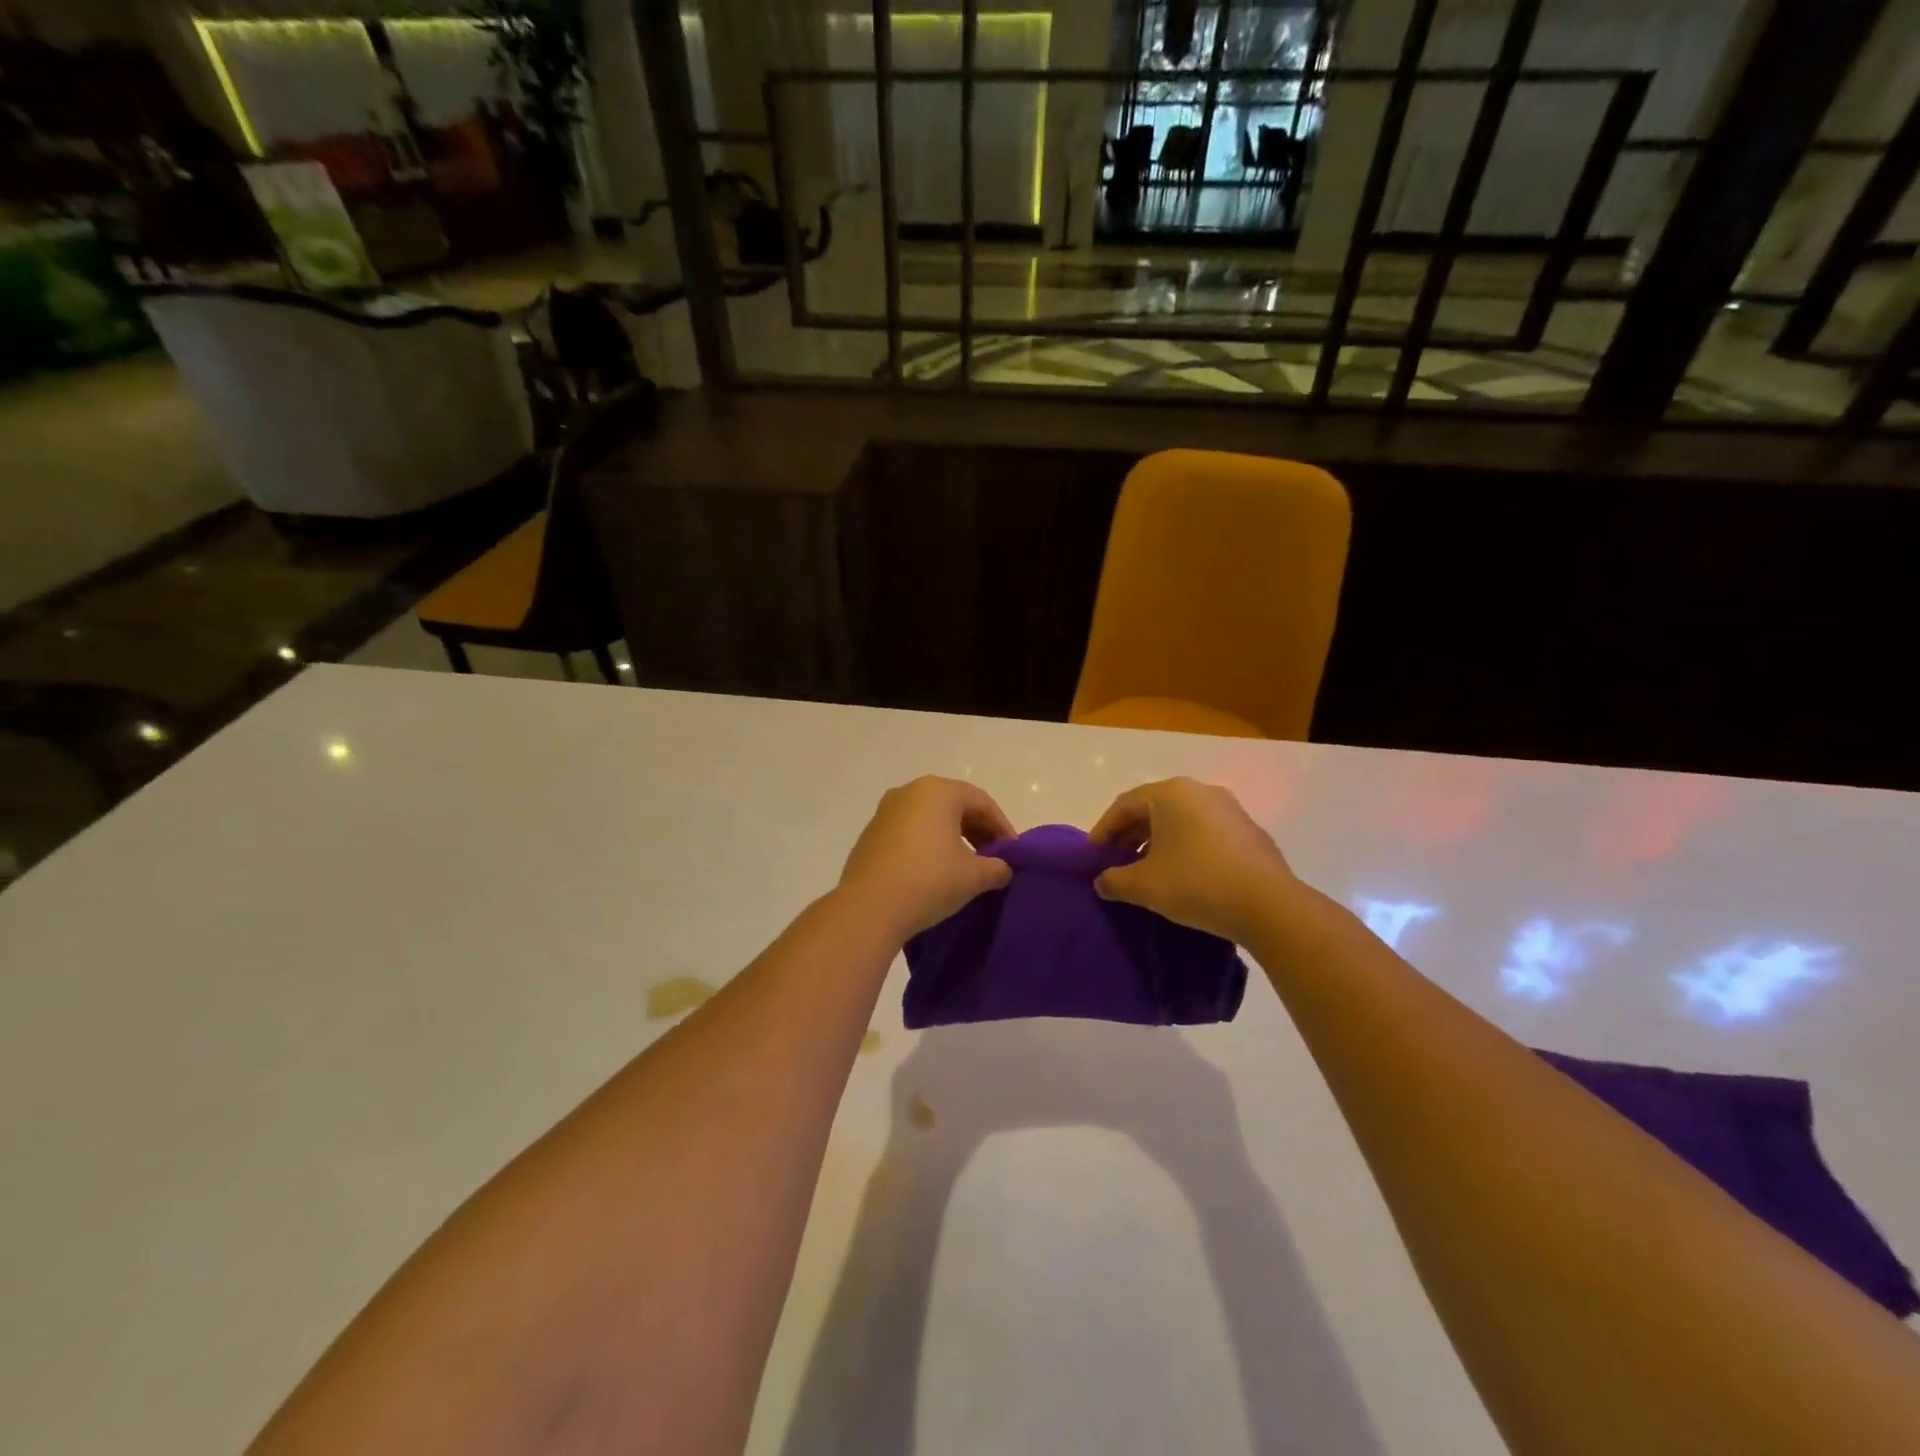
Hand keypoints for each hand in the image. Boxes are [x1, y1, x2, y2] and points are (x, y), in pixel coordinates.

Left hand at [838, 777, 1016, 942]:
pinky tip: (934, 873)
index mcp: (938, 791)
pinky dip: (928, 846)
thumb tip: (1003, 869)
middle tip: (993, 860)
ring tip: (966, 868)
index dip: (1002, 828)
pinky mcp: (870, 835)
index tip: (1013, 855)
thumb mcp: (974, 877)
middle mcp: (909, 792)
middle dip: (978, 832)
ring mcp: (885, 812)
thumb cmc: (928, 881)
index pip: (982, 803)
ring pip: (930, 820)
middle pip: (955, 806)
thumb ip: (997, 868)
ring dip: (953, 839)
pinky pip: (909, 833)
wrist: (868, 909)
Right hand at [1088, 778, 1296, 944]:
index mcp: (1172, 793)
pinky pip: (1205, 833)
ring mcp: (1230, 810)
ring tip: (1148, 871)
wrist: (1269, 906)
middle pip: (1154, 809)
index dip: (1104, 829)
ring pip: (1181, 821)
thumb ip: (1114, 881)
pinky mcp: (1250, 832)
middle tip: (1116, 861)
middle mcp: (1201, 791)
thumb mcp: (1144, 886)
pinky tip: (1183, 876)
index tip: (1093, 854)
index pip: (1125, 804)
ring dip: (1158, 842)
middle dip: (1131, 835)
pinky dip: (1186, 848)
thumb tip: (1102, 882)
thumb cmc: (1196, 884)